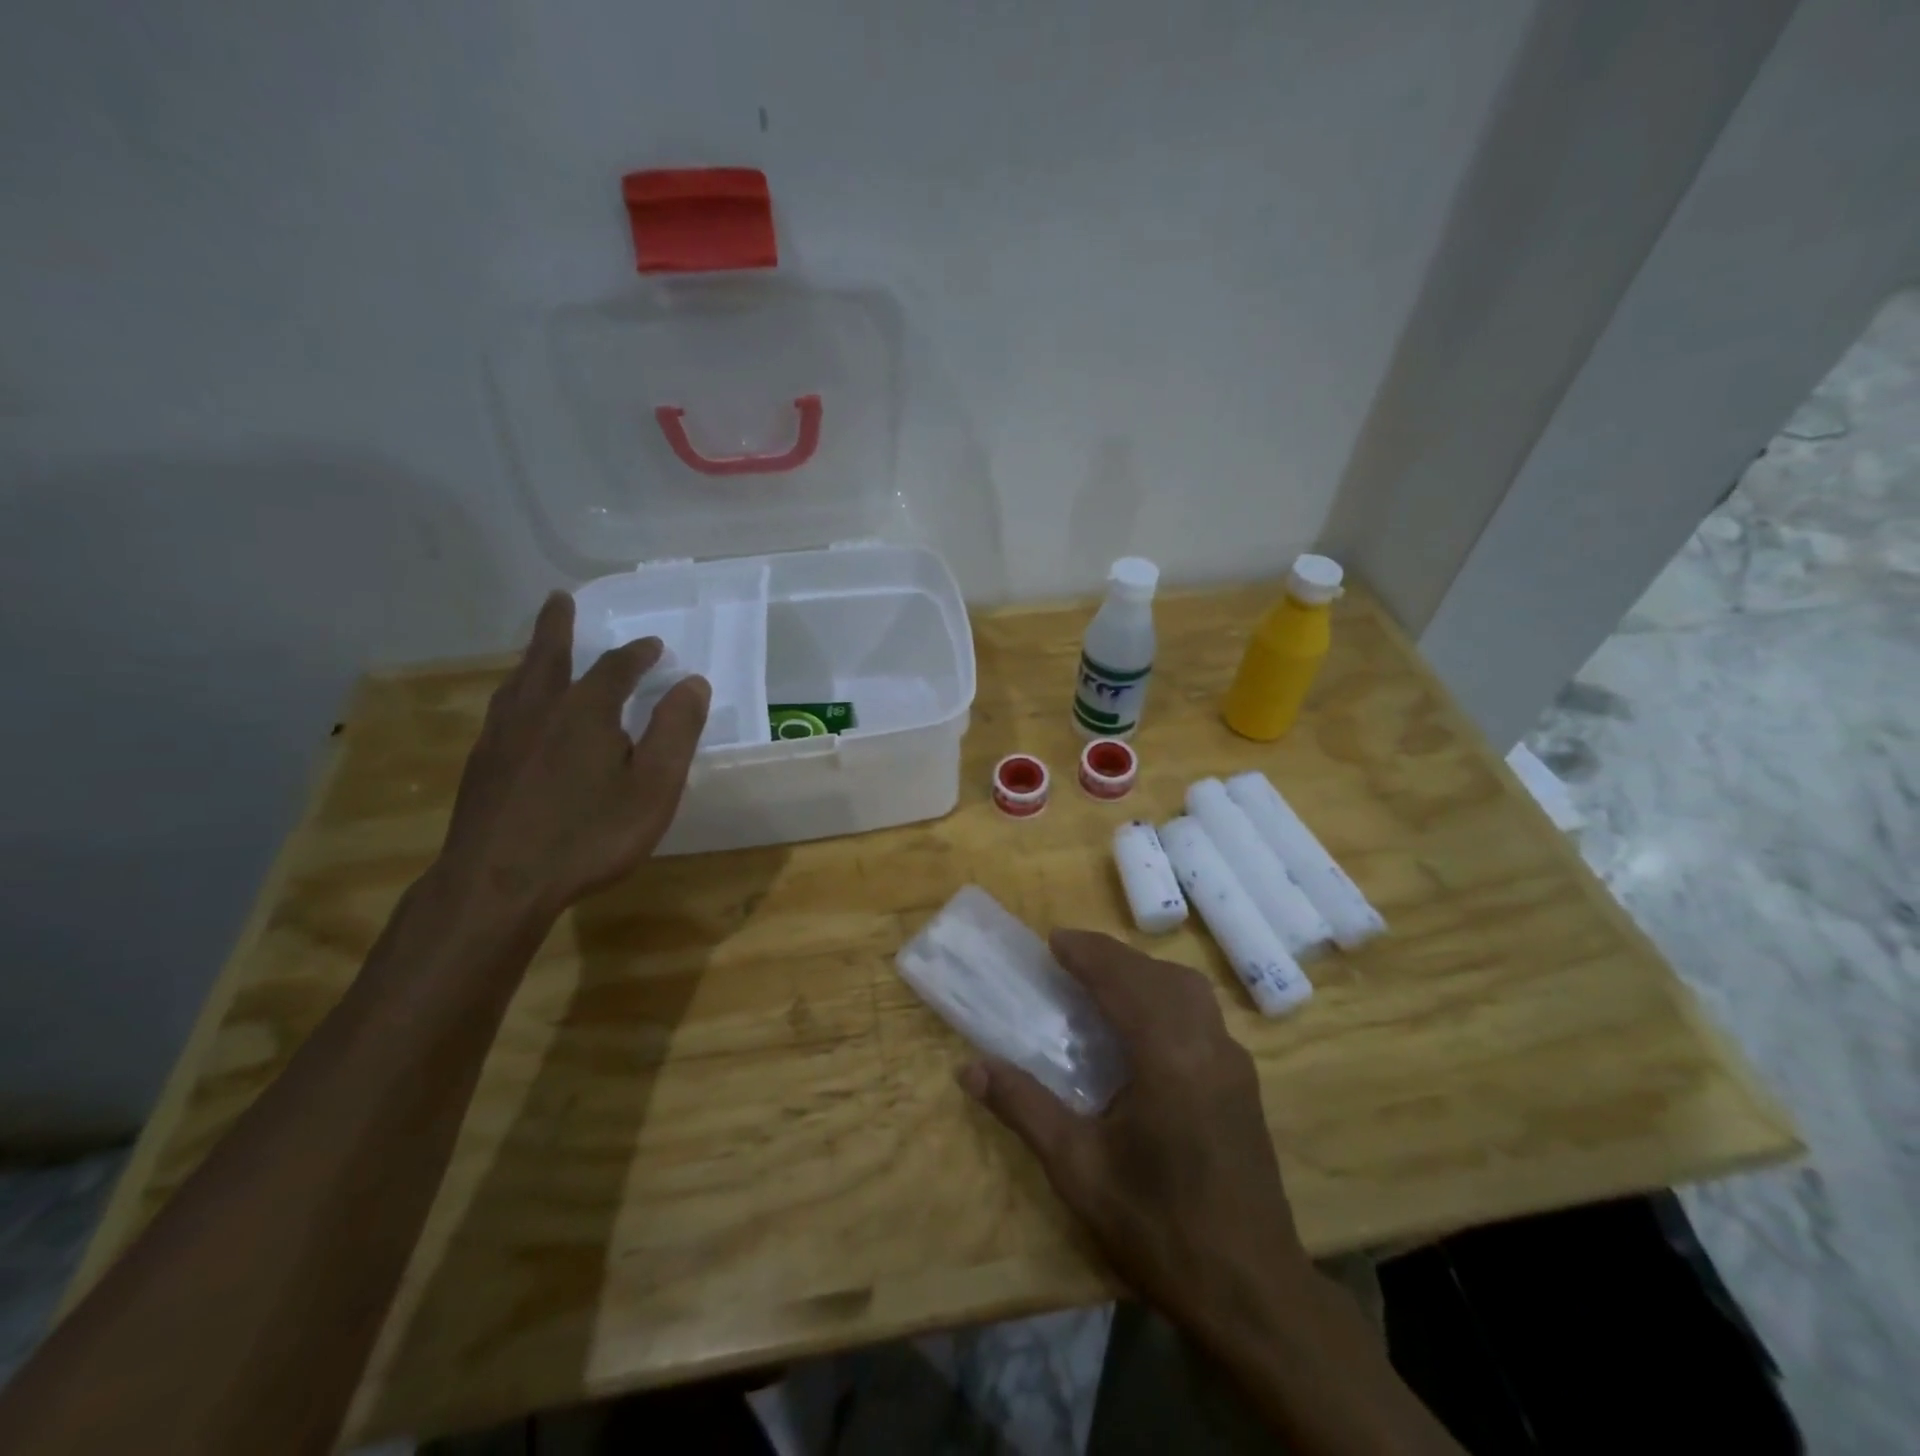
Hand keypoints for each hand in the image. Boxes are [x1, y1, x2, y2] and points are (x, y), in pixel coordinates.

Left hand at [440, 592, 710, 919]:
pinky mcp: (481, 765)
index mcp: (586, 711)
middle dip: (558, 626)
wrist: (497, 885)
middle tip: (560, 599)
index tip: (655, 646)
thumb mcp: (653, 787)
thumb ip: (675, 731)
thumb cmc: (589, 835)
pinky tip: (517, 712)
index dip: (638, 654)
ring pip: (518, 682)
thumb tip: (693, 683)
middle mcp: (539, 710)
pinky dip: (516, 693)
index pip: (616, 668)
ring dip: (533, 657)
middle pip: (548, 656)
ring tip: (538, 649)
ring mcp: (502, 736)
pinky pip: (502, 710)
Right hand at [959, 931, 1313, 1334]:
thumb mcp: (1078, 1169)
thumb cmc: (1158, 1228)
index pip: (1123, 980)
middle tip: (1069, 957)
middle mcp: (1208, 1045)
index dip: (1086, 953)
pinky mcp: (1244, 1082)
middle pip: (1158, 975)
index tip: (1052, 940)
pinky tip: (1143, 1025)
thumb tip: (969, 1068)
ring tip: (1102, 981)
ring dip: (1143, 972)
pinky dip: (1166, 995)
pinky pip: (1202, 1013)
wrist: (1252, 1293)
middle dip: (1112, 956)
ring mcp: (1234, 1062)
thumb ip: (1024, 1108)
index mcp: (1168, 1057)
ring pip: (1187, 988)